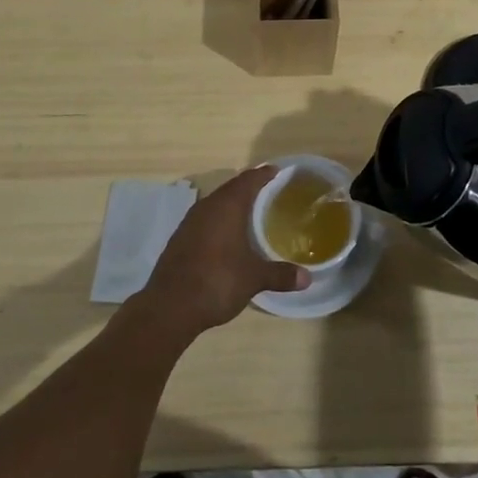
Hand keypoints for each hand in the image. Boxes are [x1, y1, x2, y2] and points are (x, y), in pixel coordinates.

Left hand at [133, 167, 308, 340]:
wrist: (169, 306)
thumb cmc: (217, 282)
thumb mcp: (253, 278)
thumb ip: (280, 275)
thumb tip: (307, 278)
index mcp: (227, 207)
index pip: (248, 180)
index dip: (263, 174)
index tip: (277, 171)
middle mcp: (207, 207)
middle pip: (231, 189)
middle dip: (249, 188)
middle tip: (268, 191)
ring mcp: (189, 222)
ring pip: (216, 204)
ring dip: (232, 205)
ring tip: (250, 212)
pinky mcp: (180, 239)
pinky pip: (205, 220)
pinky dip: (219, 221)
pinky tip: (226, 236)